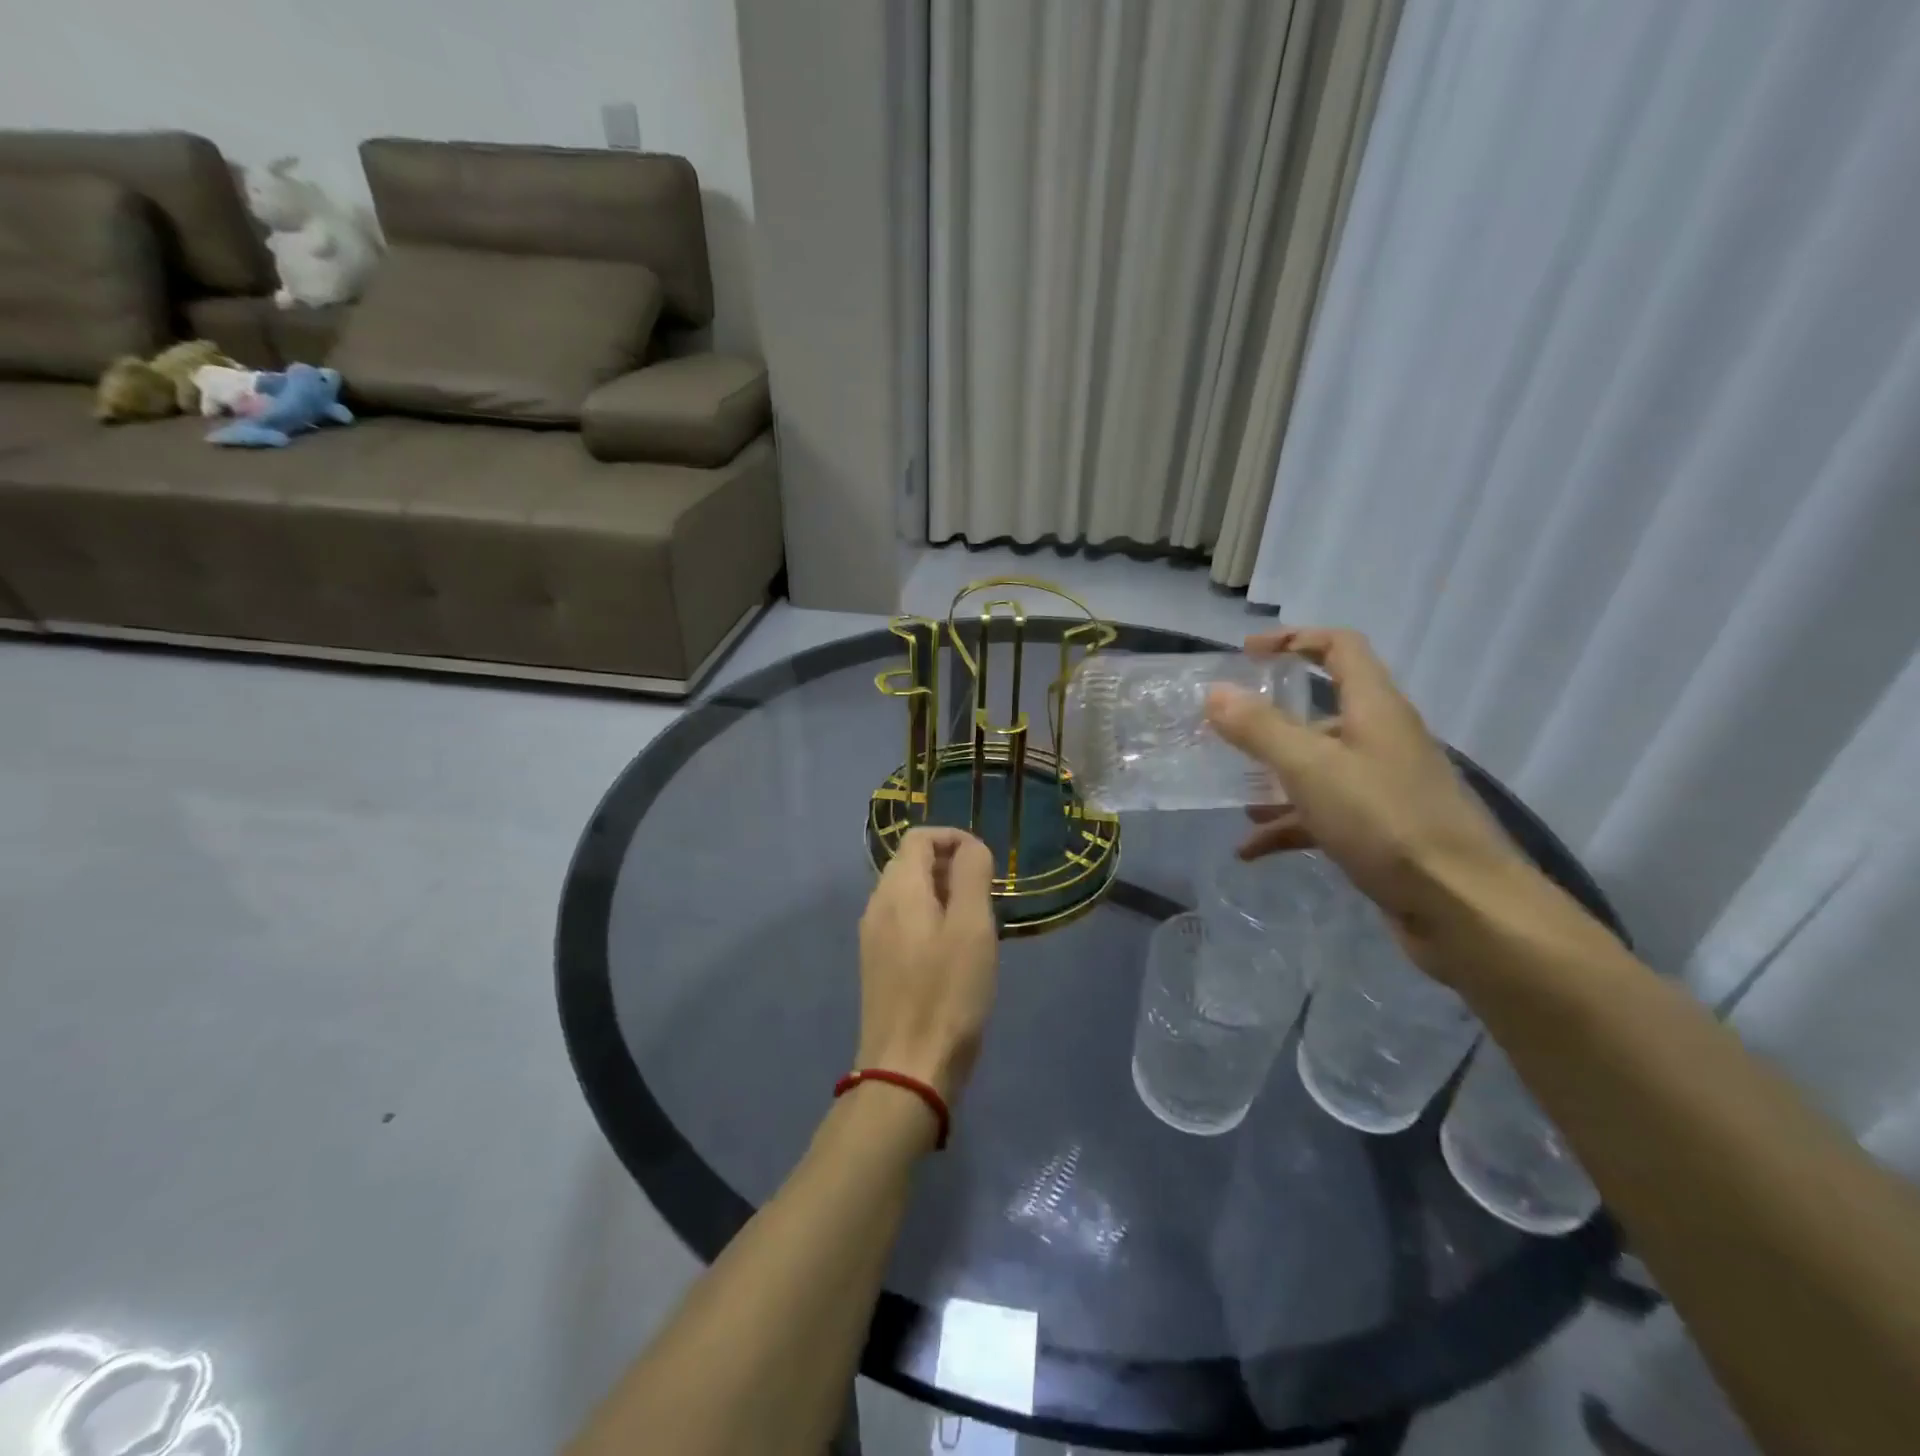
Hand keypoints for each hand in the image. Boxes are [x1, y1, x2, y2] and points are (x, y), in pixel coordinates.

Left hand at [856, 828, 999, 1104]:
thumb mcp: (971, 927)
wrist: (907, 1069)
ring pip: (909, 894)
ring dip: (943, 894)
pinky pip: (905, 922)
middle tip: (987, 896)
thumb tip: (970, 846)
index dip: (954, 838)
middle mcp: (877, 905)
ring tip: (977, 923)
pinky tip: (954, 952)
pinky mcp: (878, 965)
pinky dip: (931, 919)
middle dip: (951, 866)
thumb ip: (971, 875)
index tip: (987, 863)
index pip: (919, 837)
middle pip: (911, 863)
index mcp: (898, 890)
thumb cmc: (947, 993)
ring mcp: (873, 937)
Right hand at [1205, 627, 1529, 962]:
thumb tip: (1216, 692)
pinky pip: (1323, 815)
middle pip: (1324, 712)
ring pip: (1319, 768)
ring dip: (1274, 779)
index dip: (1293, 640)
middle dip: (1272, 720)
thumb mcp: (1311, 769)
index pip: (1339, 649)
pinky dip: (1287, 826)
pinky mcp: (1381, 831)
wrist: (1464, 909)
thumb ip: (1260, 729)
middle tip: (1227, 731)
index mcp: (1376, 709)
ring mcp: (1384, 787)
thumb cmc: (1387, 822)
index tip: (1246, 654)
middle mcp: (1382, 740)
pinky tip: (1251, 850)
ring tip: (1234, 796)